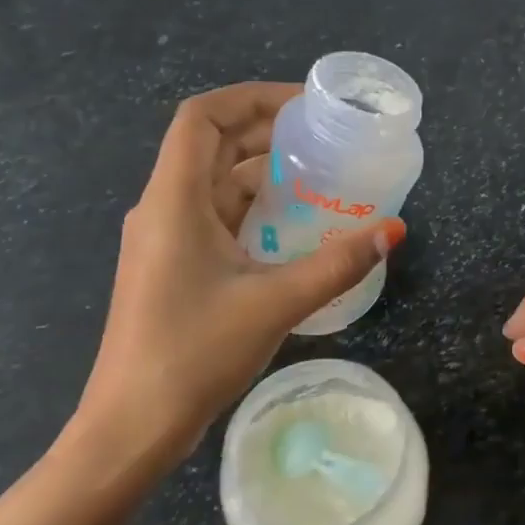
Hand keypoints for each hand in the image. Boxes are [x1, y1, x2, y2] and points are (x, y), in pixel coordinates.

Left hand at [69, 83, 405, 479]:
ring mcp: (165, 241)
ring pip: (214, 185)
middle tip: (321, 136)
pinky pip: (214, 218)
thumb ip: (337, 264)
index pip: (202, 118)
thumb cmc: (193, 354)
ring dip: (260, 172)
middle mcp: (163, 209)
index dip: (250, 98)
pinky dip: (252, 209)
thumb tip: (392, 229)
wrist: (131, 426)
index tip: (302, 105)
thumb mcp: (274, 304)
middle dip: (264, 132)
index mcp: (173, 200)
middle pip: (210, 146)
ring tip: (317, 174)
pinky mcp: (173, 268)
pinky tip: (292, 226)